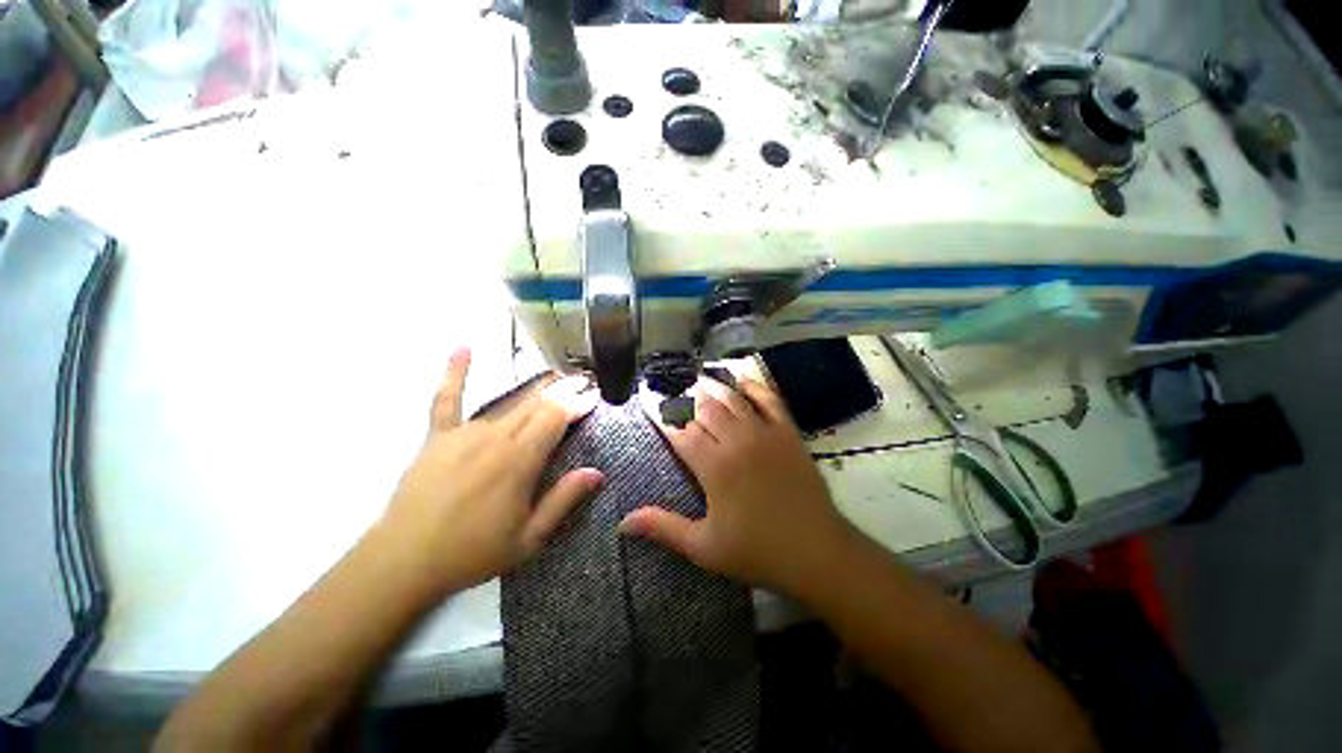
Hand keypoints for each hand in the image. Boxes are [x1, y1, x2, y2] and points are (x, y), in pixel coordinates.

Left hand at [378, 348, 601, 593]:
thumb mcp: (529, 538)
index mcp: (519, 462)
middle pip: (537, 406)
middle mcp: (495, 438)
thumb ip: (563, 500)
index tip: (594, 395)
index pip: (556, 419)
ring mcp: (464, 434)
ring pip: (508, 402)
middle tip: (583, 381)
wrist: (402, 562)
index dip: (577, 404)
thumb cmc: (472, 553)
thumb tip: (596, 472)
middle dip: (563, 392)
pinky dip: (455, 372)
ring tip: (556, 376)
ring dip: (536, 389)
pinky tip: (462, 348)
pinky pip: (447, 399)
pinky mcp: (437, 437)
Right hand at [619, 375, 853, 593]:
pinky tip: (741, 378)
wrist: (816, 551)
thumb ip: (663, 527)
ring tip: (697, 377)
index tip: (648, 402)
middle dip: (684, 398)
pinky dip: (753, 386)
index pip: (680, 432)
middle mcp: (736, 441)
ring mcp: (764, 433)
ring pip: (732, 400)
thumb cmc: (757, 551)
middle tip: (671, 389)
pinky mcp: (787, 432)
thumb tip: (623, 521)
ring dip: (712, 387)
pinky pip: (769, 400)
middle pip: (704, 409)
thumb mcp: (704, 547)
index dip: (662, 416)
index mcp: (713, 467)